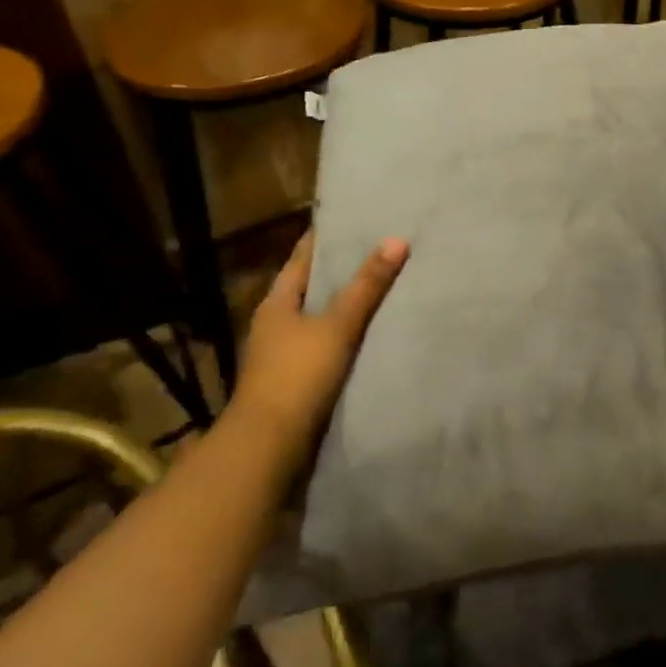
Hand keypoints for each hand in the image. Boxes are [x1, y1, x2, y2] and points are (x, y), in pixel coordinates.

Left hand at [233, 229, 407, 428]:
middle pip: (311, 288)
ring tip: (383, 287)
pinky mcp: (296, 382)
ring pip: (320, 319)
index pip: (302, 259)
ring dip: (345, 306)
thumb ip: (366, 286)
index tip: (352, 220)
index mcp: (276, 304)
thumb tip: (397, 240)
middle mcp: (276, 325)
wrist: (269, 446)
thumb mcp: (337, 326)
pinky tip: (372, 334)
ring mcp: (284, 355)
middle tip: (379, 249)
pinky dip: (347, 336)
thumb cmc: (298, 375)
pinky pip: (326, 347)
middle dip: (341, 271)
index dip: (324, 239)